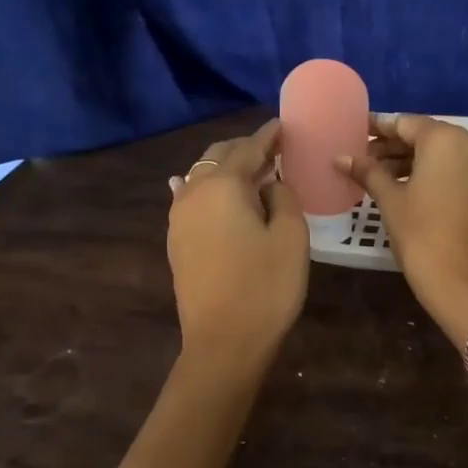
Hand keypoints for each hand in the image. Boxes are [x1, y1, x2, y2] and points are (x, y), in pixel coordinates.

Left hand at [167, 121, 308, 375]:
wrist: (223, 342)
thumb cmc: (266, 287)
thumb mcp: (291, 236)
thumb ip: (284, 197)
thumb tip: (270, 184)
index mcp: (223, 185)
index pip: (249, 148)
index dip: (269, 136)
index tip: (284, 125)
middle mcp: (193, 193)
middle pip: (219, 157)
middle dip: (245, 149)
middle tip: (273, 149)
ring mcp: (179, 218)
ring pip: (201, 177)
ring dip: (226, 169)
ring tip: (252, 171)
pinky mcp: (176, 241)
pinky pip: (190, 200)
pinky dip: (206, 189)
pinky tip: (200, 186)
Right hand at [339, 113, 467, 346]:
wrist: (467, 285)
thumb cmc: (423, 237)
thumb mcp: (391, 201)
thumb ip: (368, 172)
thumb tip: (340, 157)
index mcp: (446, 139)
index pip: (405, 123)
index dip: (377, 128)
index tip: (354, 133)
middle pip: (426, 136)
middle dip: (394, 146)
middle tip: (362, 159)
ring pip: (443, 153)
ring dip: (412, 161)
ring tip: (377, 176)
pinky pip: (457, 169)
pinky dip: (433, 173)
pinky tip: (406, 187)